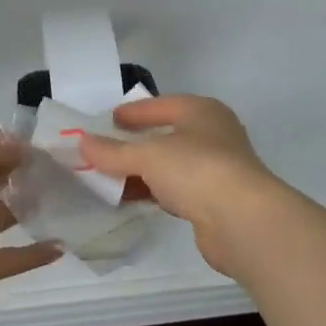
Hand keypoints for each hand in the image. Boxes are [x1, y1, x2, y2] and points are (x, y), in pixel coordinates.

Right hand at [78, 96, 283, 282]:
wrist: (243, 220)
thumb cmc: (197, 169)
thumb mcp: (148, 155)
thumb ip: (113, 151)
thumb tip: (82, 143)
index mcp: (202, 111)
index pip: (161, 105)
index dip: (134, 112)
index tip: (107, 119)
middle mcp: (213, 135)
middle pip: (166, 135)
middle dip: (135, 143)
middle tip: (104, 148)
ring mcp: (216, 169)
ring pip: (170, 165)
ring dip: (142, 171)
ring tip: (109, 176)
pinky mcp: (215, 201)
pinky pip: (176, 190)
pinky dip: (154, 192)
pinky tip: (132, 199)